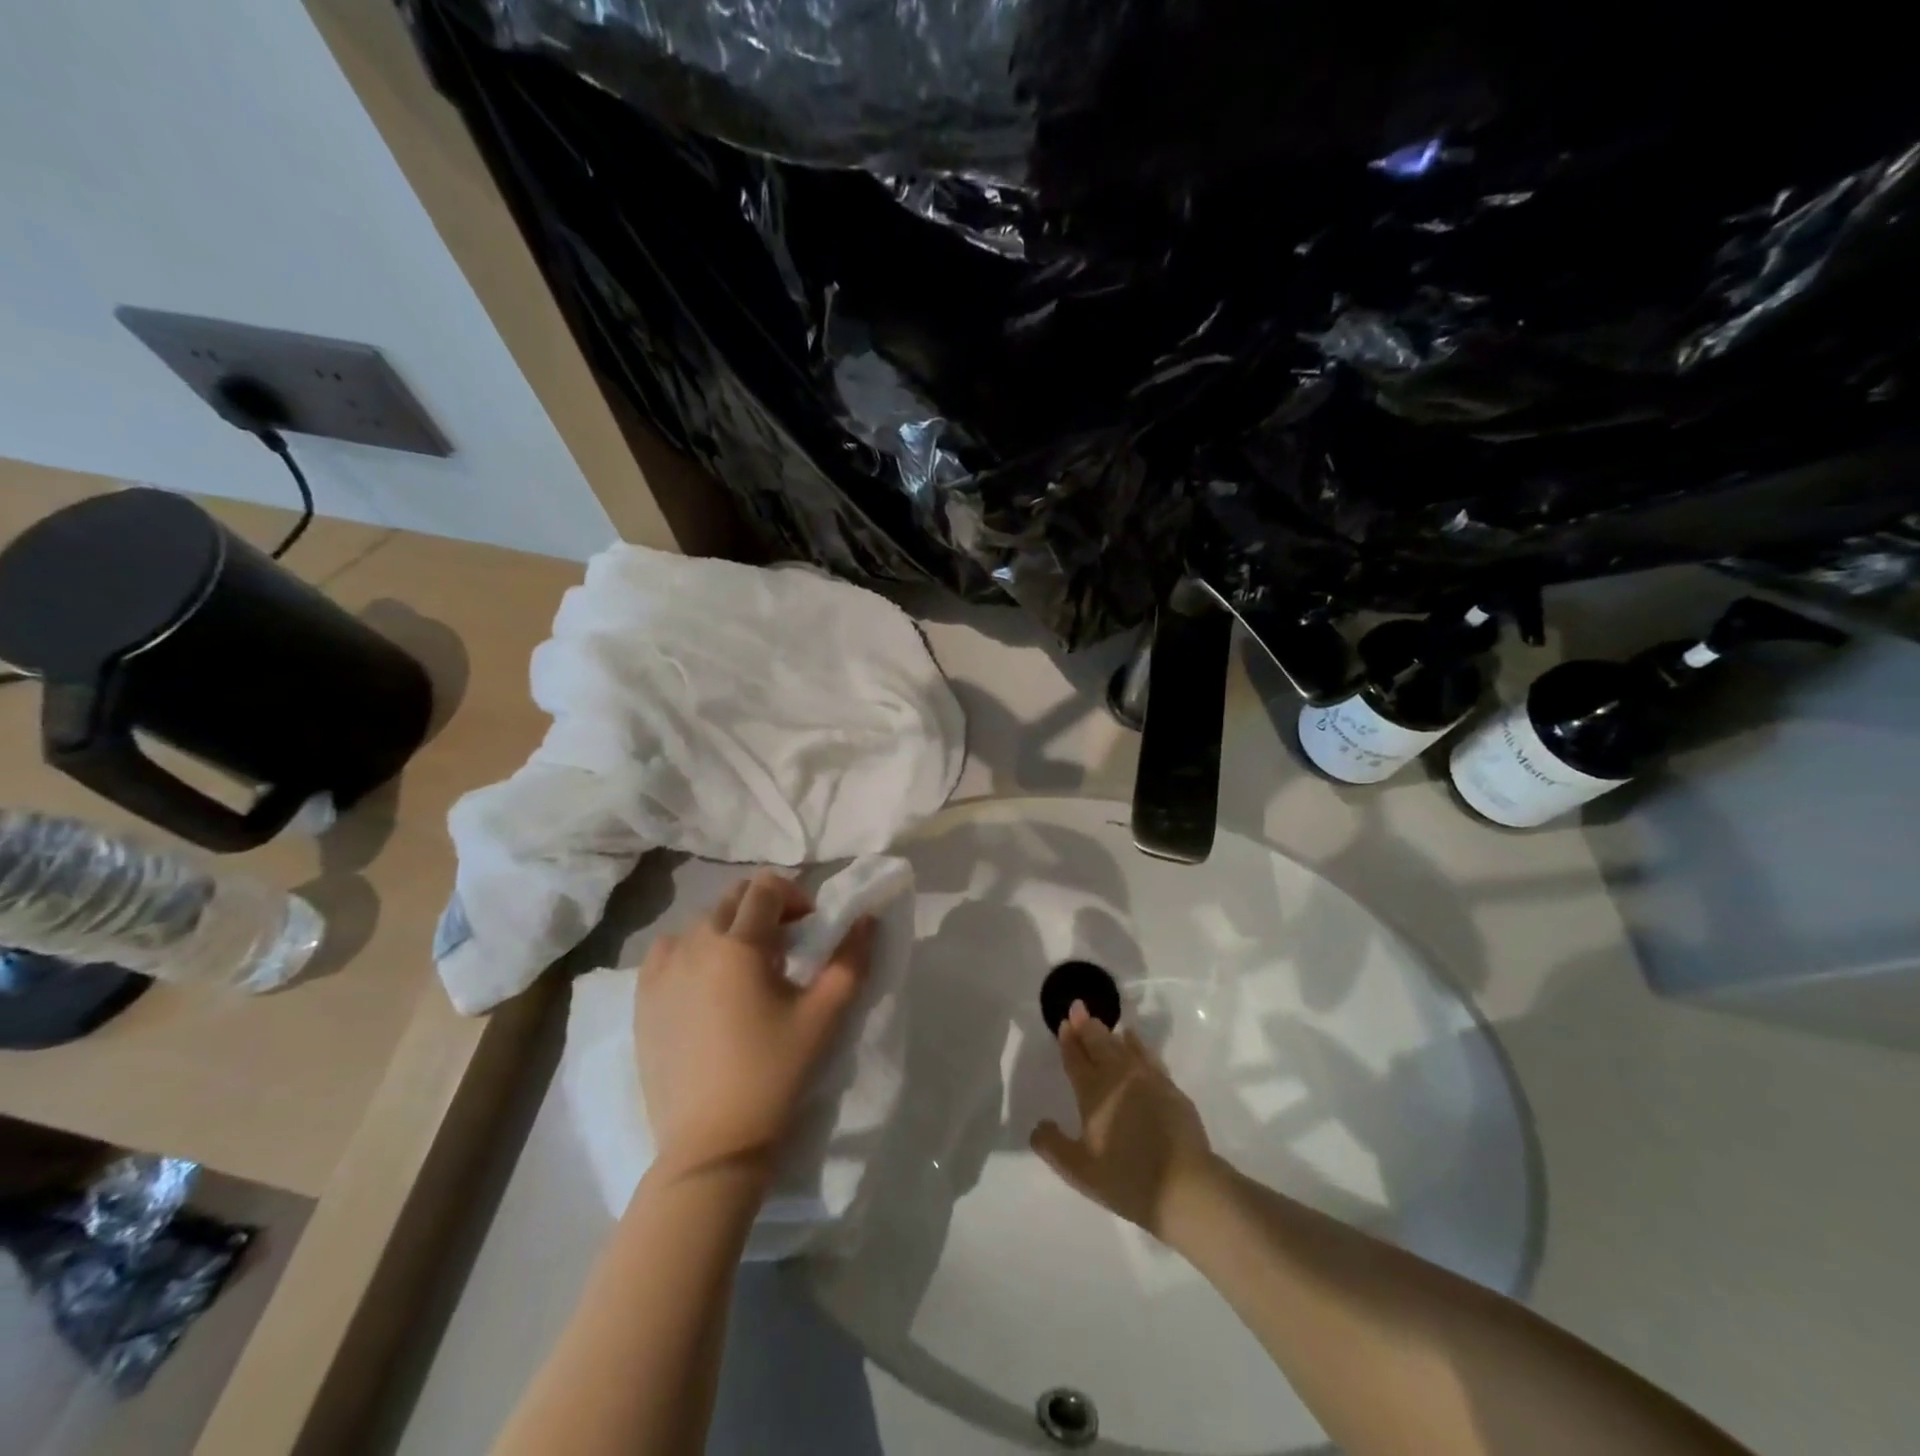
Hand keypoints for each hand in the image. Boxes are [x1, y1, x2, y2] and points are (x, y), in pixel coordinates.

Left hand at [635, 871, 873, 1184]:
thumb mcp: (825, 1016)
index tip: (809, 929)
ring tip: (746, 968)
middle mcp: (694, 945)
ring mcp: (661, 972)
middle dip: (764, 909)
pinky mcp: (642, 1000)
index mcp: (738, 944)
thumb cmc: (775, 1073)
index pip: (765, 888)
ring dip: (728, 929)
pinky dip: (691, 950)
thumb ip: (851, 959)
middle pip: (732, 898)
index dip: (794, 896)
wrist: (713, 1144)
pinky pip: (668, 951)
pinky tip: (705, 983)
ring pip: (700, 923)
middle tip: (785, 947)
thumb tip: (866, 918)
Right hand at [1031, 1002, 1219, 1242]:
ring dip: (1107, 1032)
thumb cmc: (1127, 1179)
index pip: (1076, 1060)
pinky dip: (1135, 1043)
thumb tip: (1038, 1125)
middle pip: (1098, 1044)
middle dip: (1085, 1025)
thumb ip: (1053, 1146)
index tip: (1064, 1023)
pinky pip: (1146, 1054)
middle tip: (1078, 1007)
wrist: (1184, 1185)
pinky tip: (1132, 1038)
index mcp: (1093, 1093)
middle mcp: (1117, 1076)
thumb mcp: (1079, 1172)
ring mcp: (1146, 1078)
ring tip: (1099, 1022)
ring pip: (1121, 1045)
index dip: (1068, 1041)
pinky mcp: (1168, 1086)